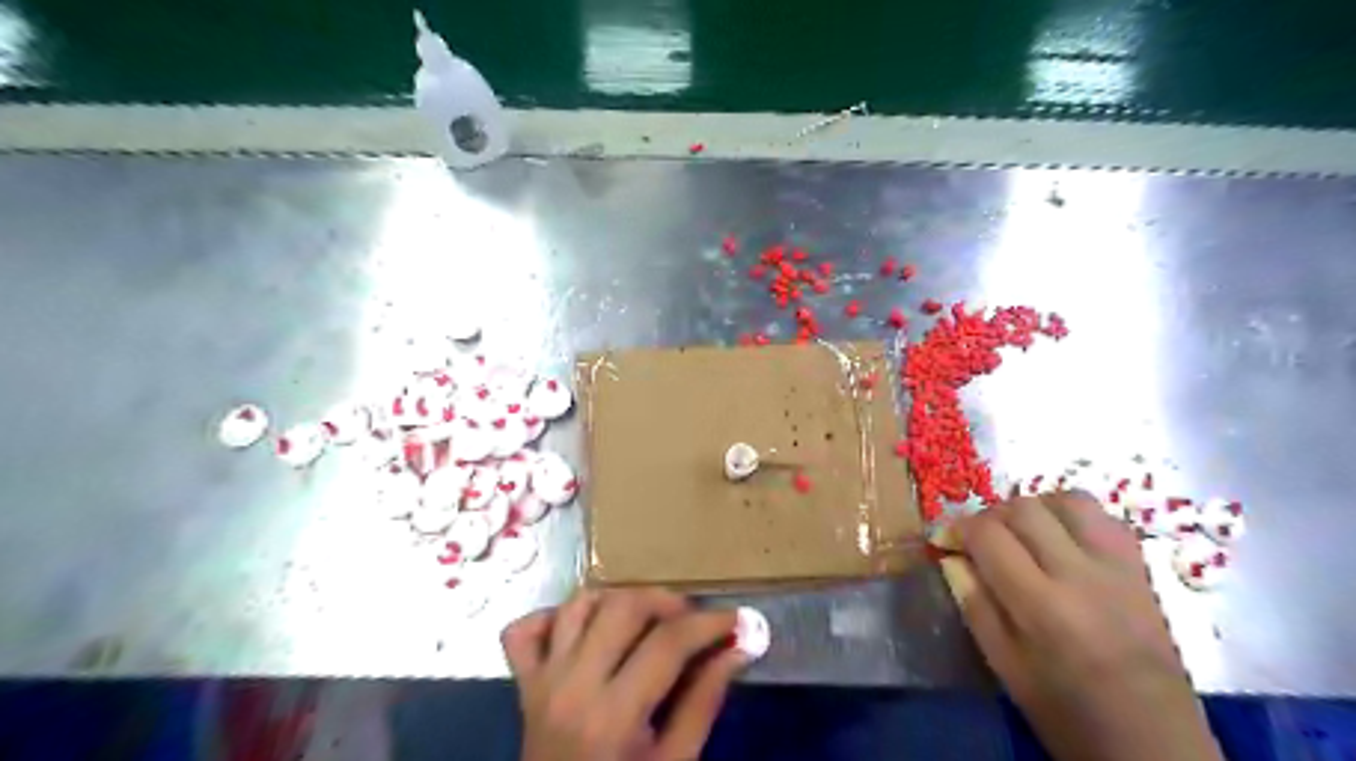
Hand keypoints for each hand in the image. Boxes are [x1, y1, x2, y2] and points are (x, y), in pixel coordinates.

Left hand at [503, 587, 745, 759]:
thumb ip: (703, 702)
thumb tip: (738, 647)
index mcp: (612, 716)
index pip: (668, 643)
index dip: (710, 622)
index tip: (739, 618)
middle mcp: (572, 685)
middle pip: (623, 607)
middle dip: (667, 601)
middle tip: (692, 620)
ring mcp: (541, 680)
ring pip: (578, 603)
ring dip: (618, 599)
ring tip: (646, 619)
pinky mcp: (523, 683)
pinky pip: (524, 629)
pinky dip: (554, 617)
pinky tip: (584, 630)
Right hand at [950, 494, 1231, 760]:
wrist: (1155, 745)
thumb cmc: (1068, 716)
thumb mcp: (1006, 668)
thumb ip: (974, 605)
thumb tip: (950, 556)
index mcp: (1044, 607)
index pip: (989, 535)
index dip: (956, 528)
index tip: (943, 540)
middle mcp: (1083, 575)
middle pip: (1024, 508)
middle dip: (988, 516)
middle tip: (978, 541)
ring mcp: (1119, 568)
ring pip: (1067, 500)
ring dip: (1032, 508)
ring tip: (1019, 534)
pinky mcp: (1142, 570)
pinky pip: (1103, 517)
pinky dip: (1071, 516)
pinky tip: (1059, 540)